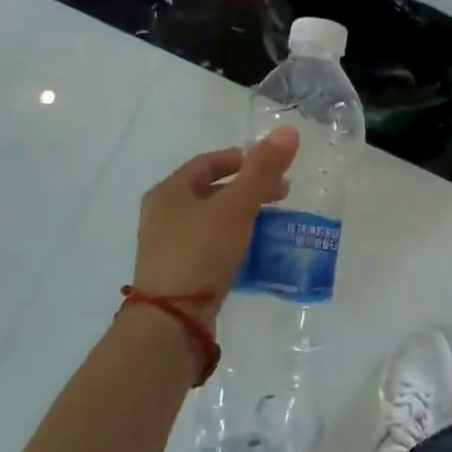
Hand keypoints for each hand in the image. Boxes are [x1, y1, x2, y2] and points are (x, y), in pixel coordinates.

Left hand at [131, 125, 299, 300]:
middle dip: (248, 189)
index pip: (208, 162)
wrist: (171, 321)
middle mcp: (163, 215)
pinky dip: (234, 241)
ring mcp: (167, 247)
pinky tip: (255, 252)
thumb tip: (289, 130)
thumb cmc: (201, 252)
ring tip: (273, 224)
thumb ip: (262, 170)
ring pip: (212, 220)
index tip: (271, 165)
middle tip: (282, 195)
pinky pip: (210, 247)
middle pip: (211, 191)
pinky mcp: (178, 274)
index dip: (241, 159)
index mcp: (169, 191)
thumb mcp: (236, 206)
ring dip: (243, 216)